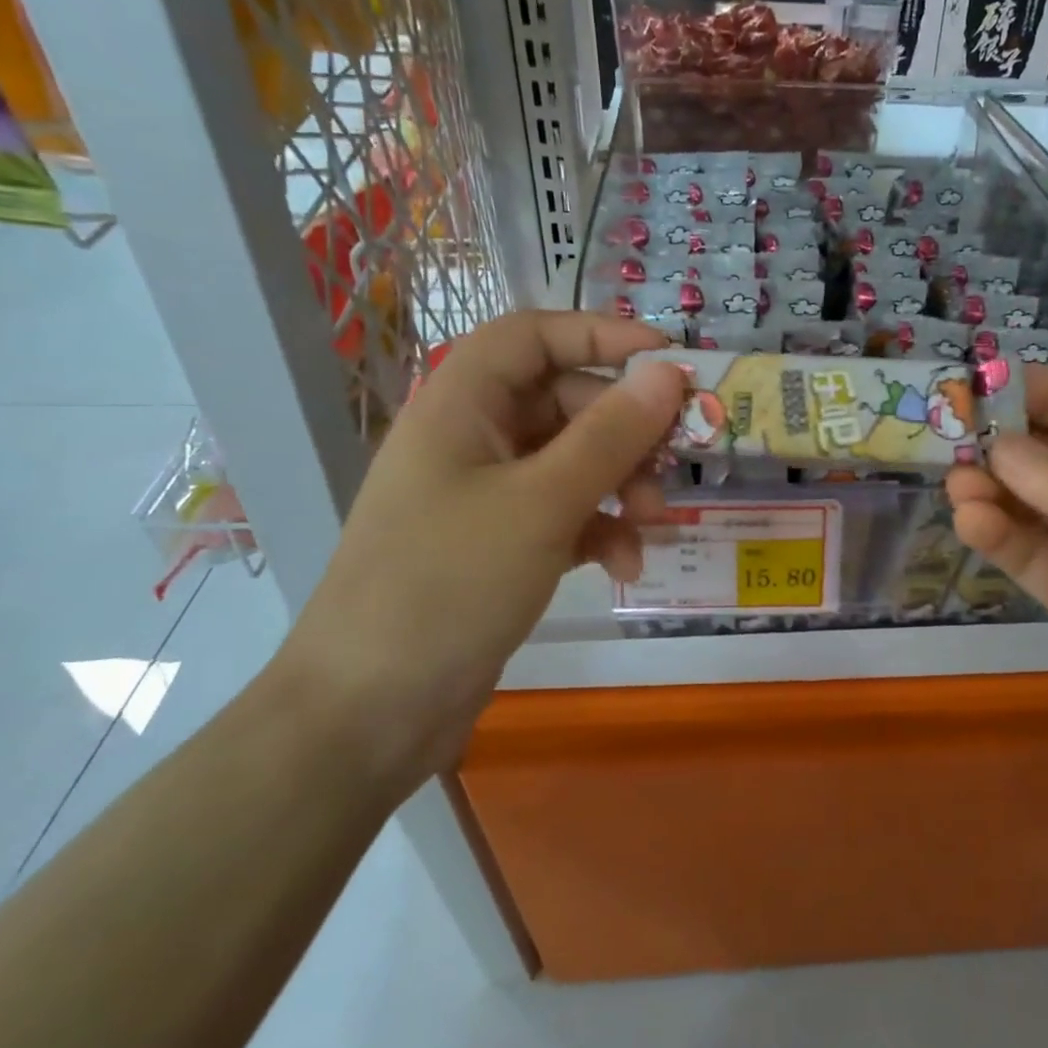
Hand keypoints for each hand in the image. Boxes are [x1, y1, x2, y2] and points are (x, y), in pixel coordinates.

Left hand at [278, 312, 683, 783]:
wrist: (371, 712)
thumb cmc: (449, 585)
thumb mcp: (542, 503)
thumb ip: (610, 434)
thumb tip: (667, 373)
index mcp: (461, 404)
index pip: (534, 336)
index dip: (601, 335)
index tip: (668, 361)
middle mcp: (472, 438)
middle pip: (565, 401)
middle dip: (625, 431)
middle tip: (676, 461)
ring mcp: (485, 494)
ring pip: (573, 462)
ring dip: (621, 485)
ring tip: (653, 523)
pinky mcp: (500, 544)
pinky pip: (565, 513)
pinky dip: (601, 530)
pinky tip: (625, 565)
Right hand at [947, 366, 1047, 804]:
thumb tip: (1000, 449)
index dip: (1044, 392)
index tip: (981, 383)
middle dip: (1008, 442)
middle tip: (949, 434)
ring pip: (1037, 506)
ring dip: (995, 490)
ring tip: (957, 482)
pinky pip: (1035, 558)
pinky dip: (1001, 538)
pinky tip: (972, 522)